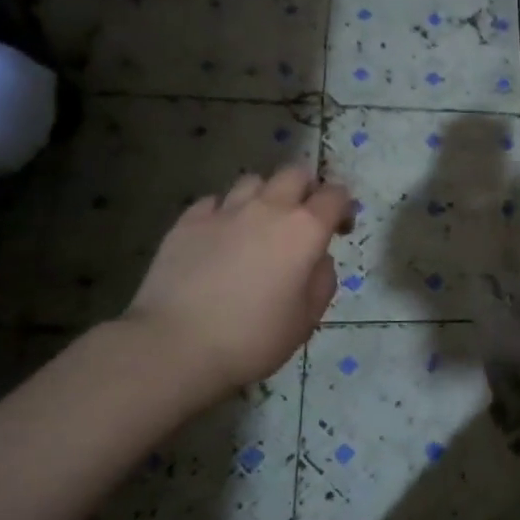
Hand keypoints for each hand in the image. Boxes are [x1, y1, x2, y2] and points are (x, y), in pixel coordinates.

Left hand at [121, 165, 349, 406]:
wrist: (176, 346)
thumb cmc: (254, 337)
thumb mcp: (307, 318)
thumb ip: (322, 279)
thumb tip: (317, 259)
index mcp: (305, 230)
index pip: (335, 195)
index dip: (343, 206)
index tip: (339, 229)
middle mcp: (268, 208)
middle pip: (295, 173)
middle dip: (306, 189)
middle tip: (302, 218)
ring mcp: (224, 211)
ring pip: (253, 181)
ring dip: (264, 196)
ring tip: (259, 223)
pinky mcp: (187, 221)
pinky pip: (214, 201)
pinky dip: (224, 211)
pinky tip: (220, 235)